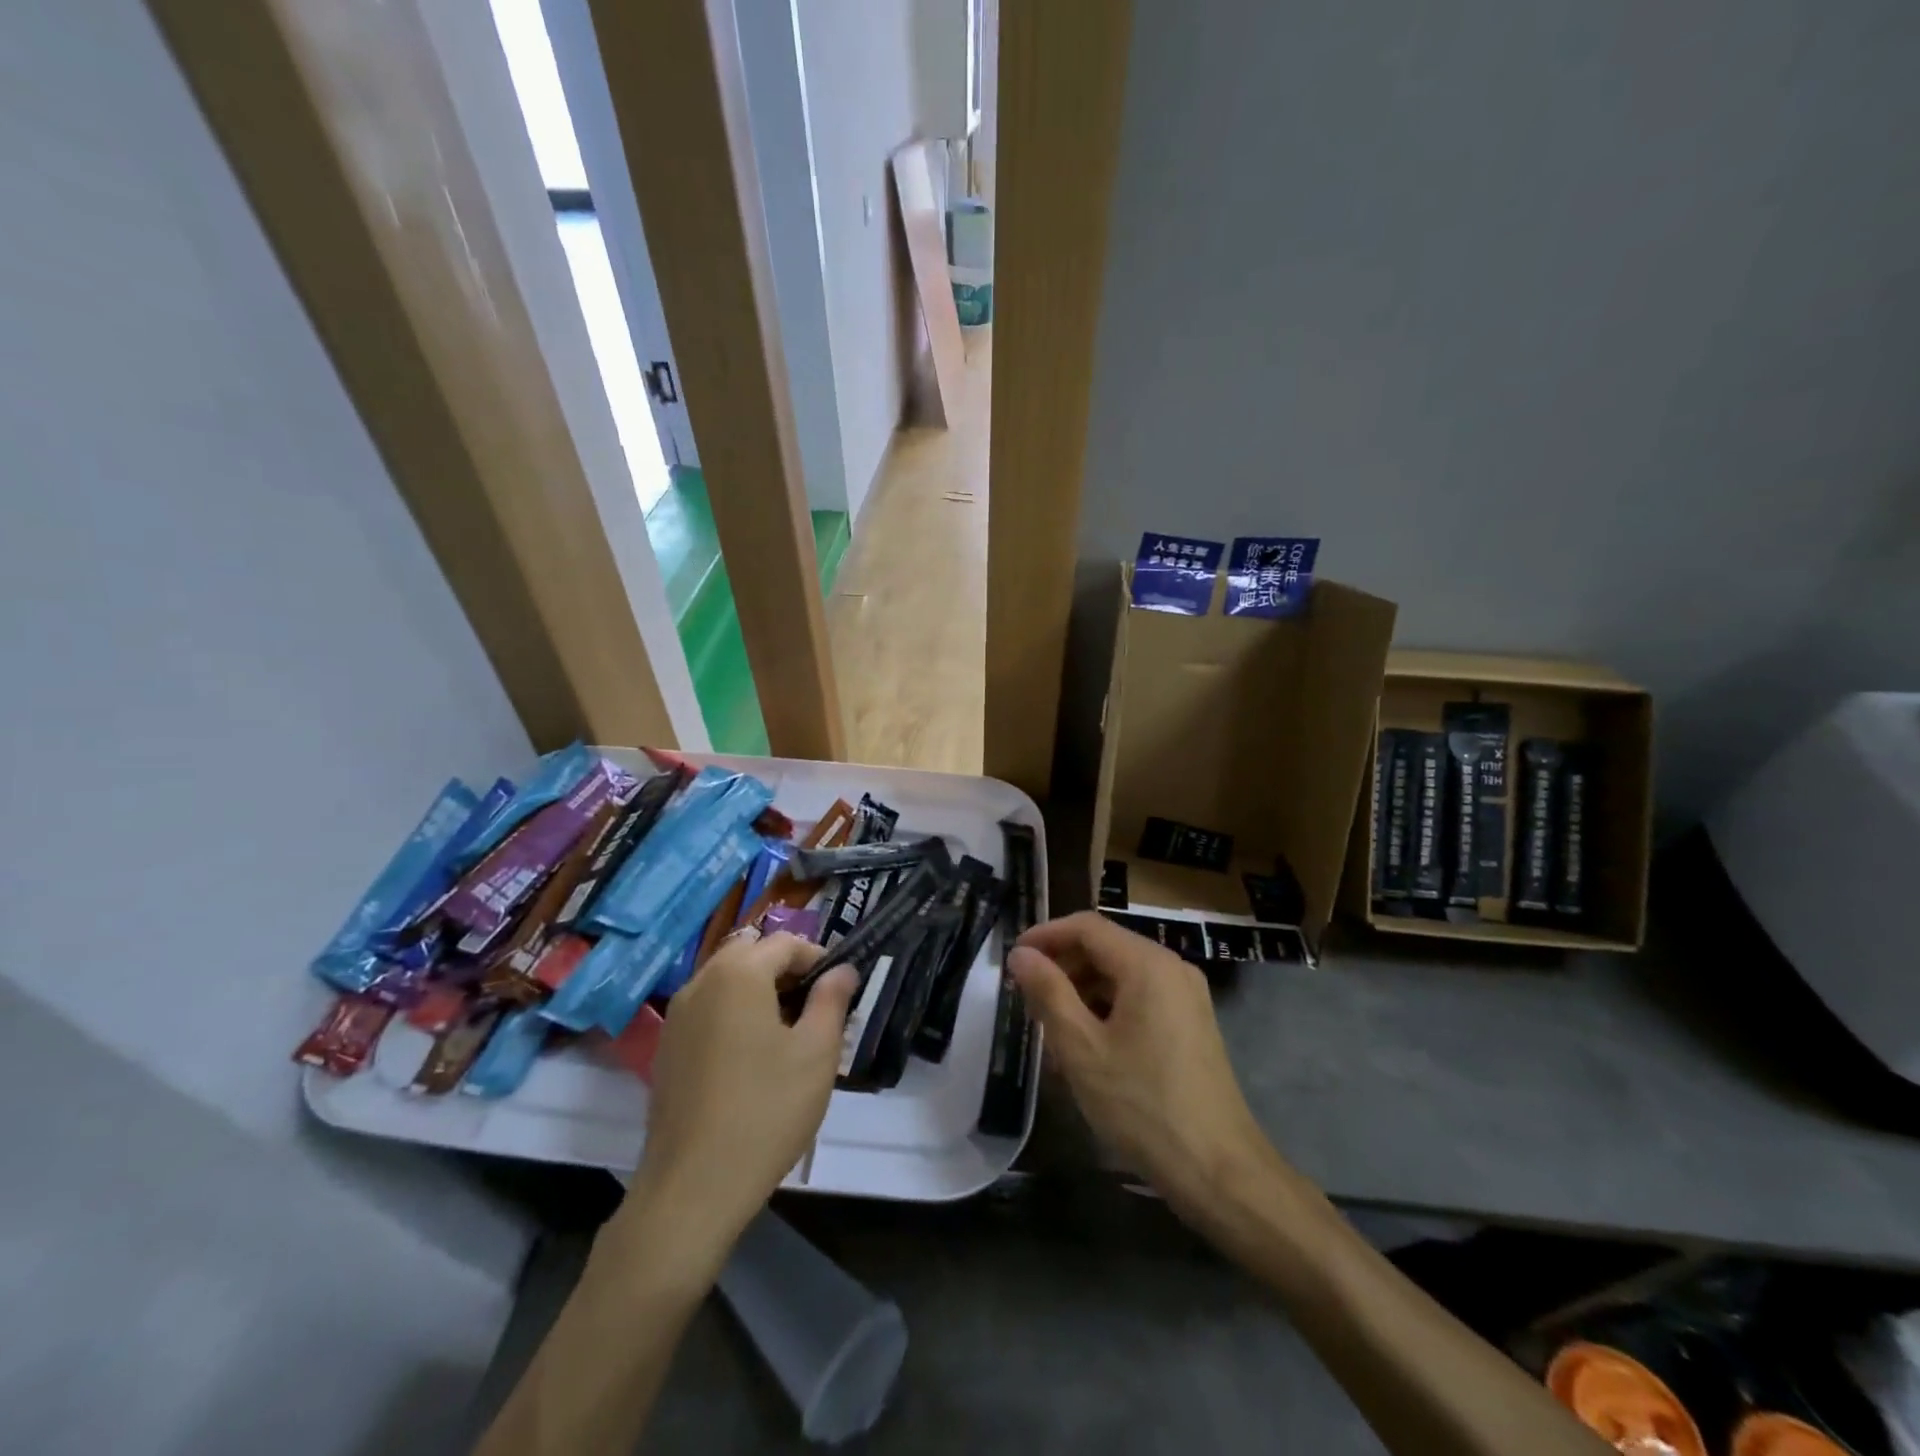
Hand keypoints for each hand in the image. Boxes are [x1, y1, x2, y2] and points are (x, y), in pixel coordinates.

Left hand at [627, 930, 857, 1267]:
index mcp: (738, 973)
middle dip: (786, 971)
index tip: (839, 991)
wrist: (691, 1189)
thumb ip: (832, 1000)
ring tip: (787, 1034)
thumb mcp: (816, 1052)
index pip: (785, 943)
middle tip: (814, 1009)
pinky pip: (707, 1010)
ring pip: (726, 982)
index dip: (818, 959)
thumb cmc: (766, 1111)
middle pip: (751, 954)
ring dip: (759, 991)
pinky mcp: (666, 1049)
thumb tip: (843, 970)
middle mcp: (701, 982)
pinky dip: (733, 1014)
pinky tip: (751, 1059)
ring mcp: (677, 1017)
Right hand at [1011, 912, 1281, 1229]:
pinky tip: (1088, 1048)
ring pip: (1121, 975)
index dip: (1045, 936)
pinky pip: (1140, 998)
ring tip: (1052, 1029)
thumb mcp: (1082, 1049)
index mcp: (1147, 964)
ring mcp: (1187, 997)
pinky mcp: (1191, 1024)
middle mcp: (1172, 968)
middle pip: (1105, 947)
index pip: (1087, 926)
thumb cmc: (1143, 1106)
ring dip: (1082, 991)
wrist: (1220, 1172)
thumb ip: (1048, 993)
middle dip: (1063, 966)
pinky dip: (1108, 1010)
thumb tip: (1021, 955)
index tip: (1013, 960)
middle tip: (1028, 999)